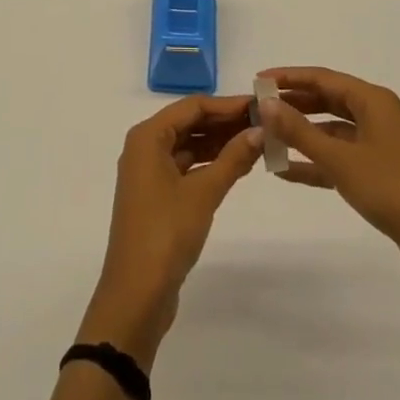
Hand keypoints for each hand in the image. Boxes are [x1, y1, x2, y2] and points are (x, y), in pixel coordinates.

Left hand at [82, 94, 262, 363]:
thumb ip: (233, 158)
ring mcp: (149, 173)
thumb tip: (260, 130)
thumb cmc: (166, 233)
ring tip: (256, 142)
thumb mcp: (204, 193)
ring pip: (188, 146)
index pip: (192, 106)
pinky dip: (209, 164)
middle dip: (224, 122)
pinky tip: (236, 166)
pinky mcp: (156, 196)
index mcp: (147, 136)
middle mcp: (144, 147)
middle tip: (263, 123)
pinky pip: (186, 167)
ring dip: (219, 143)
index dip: (226, 104)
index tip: (259, 105)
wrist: (136, 294)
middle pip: (189, 123)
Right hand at [259, 66, 399, 292]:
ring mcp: (381, 146)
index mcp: (373, 101)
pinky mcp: (381, 175)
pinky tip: (287, 171)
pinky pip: (340, 158)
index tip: (258, 79)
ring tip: (267, 139)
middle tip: (259, 108)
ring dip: (302, 135)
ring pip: (332, 130)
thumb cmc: (393, 191)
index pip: (323, 78)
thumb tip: (267, 103)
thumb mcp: (341, 160)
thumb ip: (300, 132)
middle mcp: (378, 116)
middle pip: (328, 100)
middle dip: (293, 104)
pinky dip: (316, 162)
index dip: (289, 77)